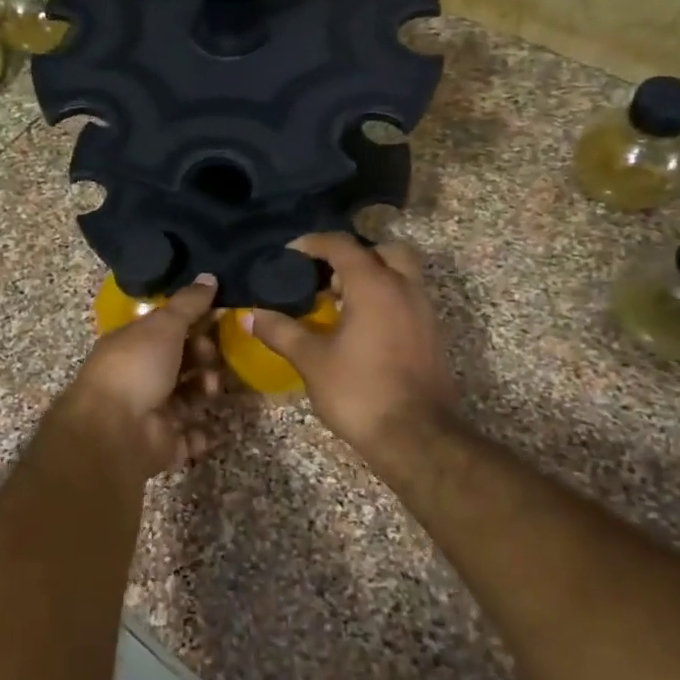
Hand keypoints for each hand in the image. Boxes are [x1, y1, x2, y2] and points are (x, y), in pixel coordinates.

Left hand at [59, 276, 221, 480]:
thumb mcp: (163, 326)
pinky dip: (203, 435)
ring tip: (211, 389)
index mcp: (133, 345)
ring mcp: (150, 413)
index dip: (193, 324)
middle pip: (181, 363)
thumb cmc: (136, 368)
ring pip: (188, 398)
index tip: (218, 319)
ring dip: (206, 391)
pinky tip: (213, 426)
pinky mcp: (162, 445)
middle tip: (212, 358)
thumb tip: (210, 276)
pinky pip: (189, 438)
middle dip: (204, 358)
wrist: (114, 430)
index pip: (167, 330)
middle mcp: (140, 377)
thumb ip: (188, 304)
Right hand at [245, 233, 460, 456]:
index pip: (342, 246)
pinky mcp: (431, 334)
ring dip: (371, 277)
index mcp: (374, 286)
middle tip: (324, 278)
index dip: (313, 244)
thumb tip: (248, 315)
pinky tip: (361, 328)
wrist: (415, 436)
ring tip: (339, 303)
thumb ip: (280, 331)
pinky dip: (385, 298)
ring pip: (400, 274)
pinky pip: (407, 298)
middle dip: (352, 256)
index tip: (289, 254)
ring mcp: (423, 311)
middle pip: (382, 251)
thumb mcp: (311, 359)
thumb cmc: (359, 391)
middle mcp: (404, 288)